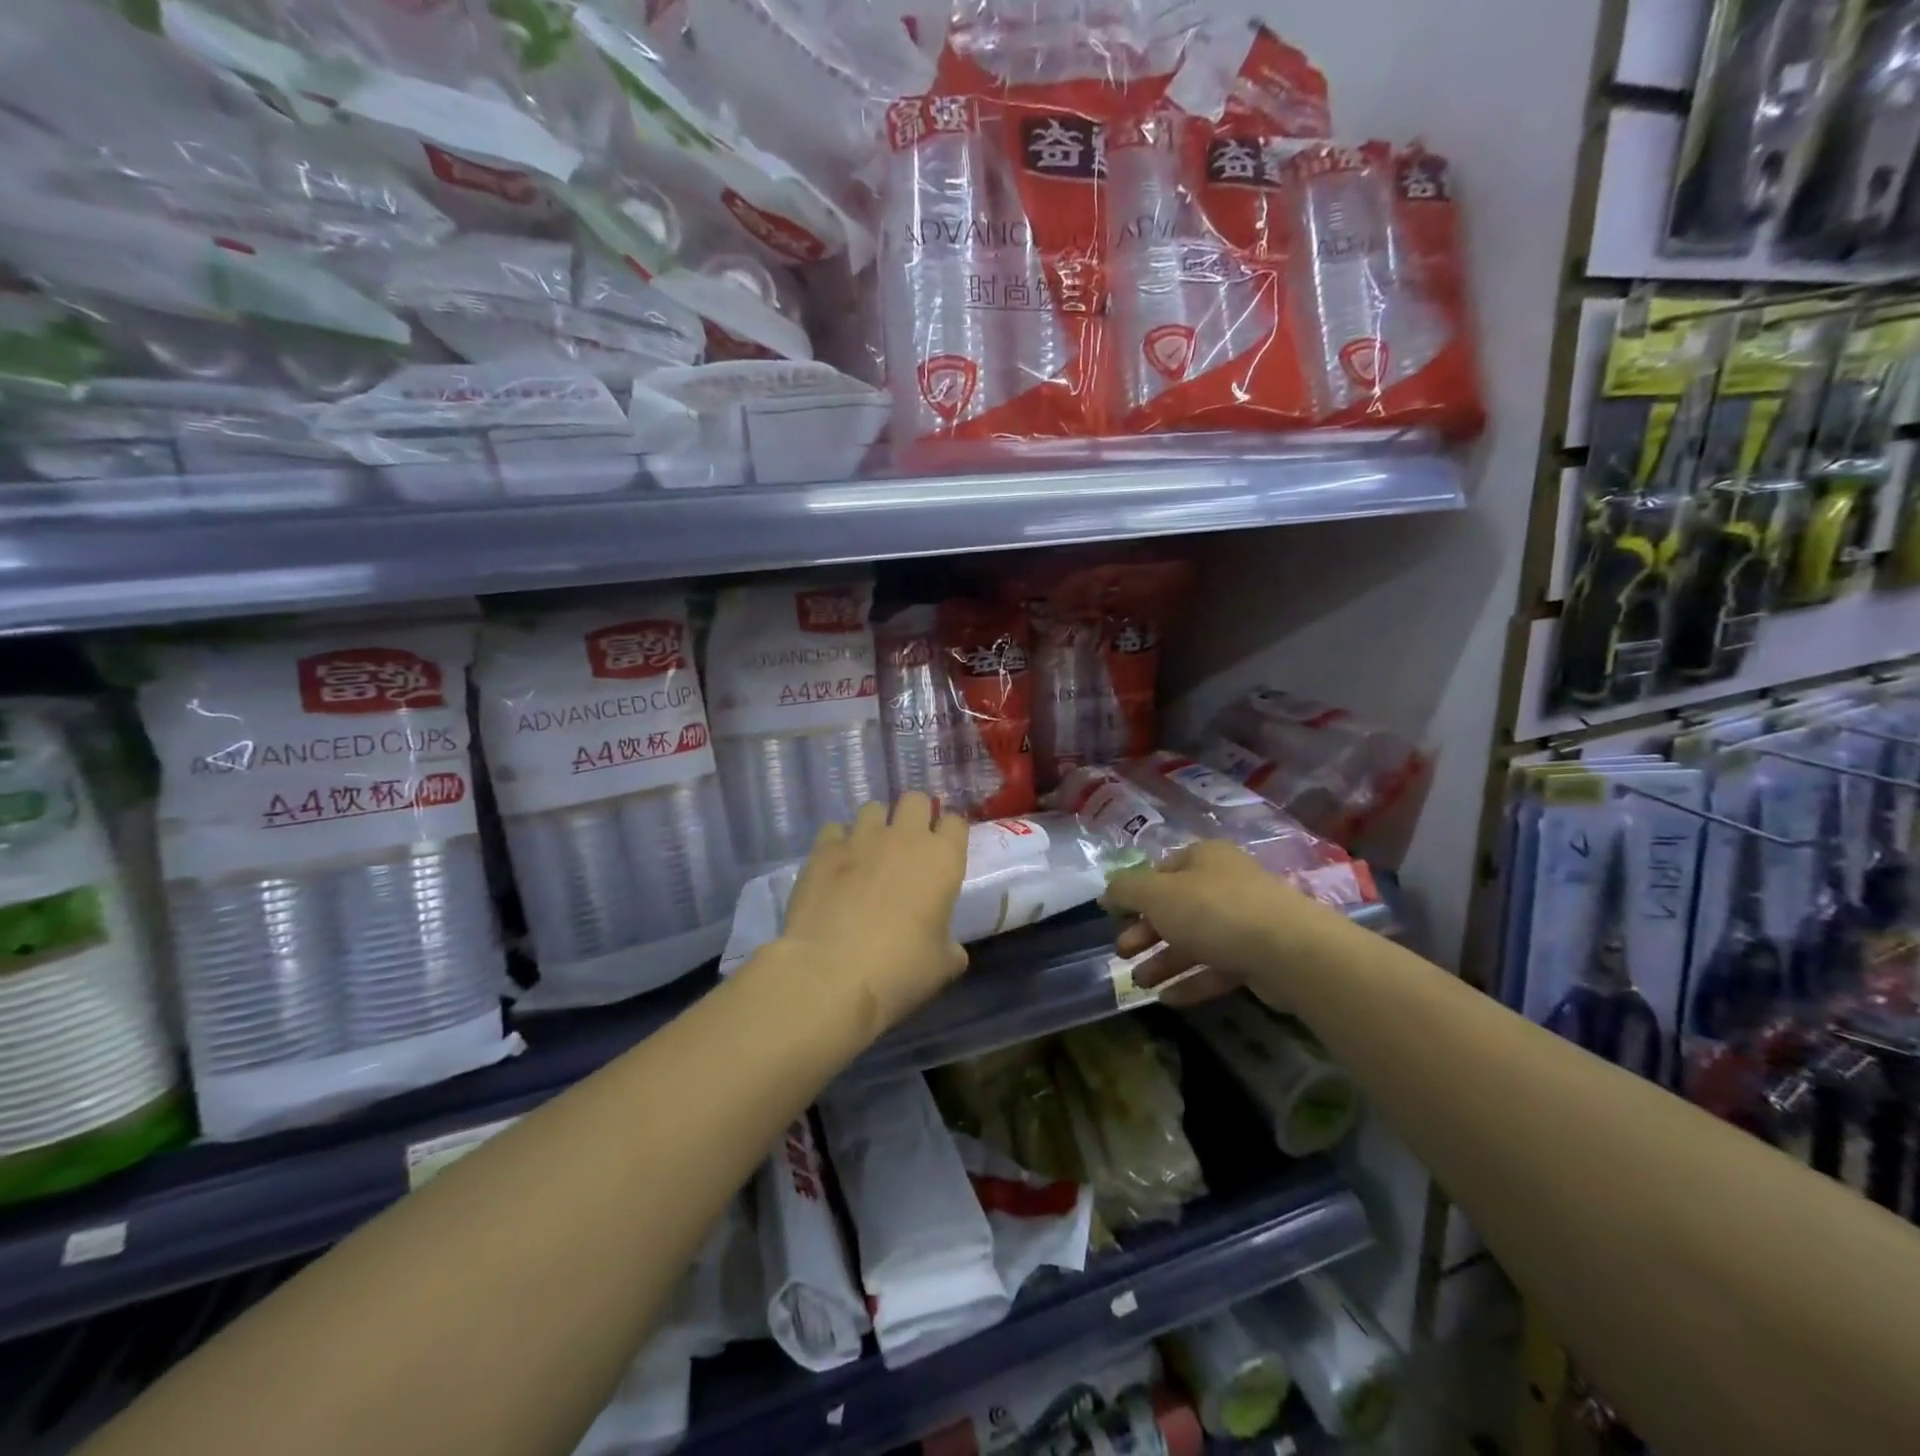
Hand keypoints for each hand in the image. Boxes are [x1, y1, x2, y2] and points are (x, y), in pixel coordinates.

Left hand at [776, 792, 969, 1039]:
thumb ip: (950, 945)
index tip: (944, 850)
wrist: (830, 974)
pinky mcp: (824, 849)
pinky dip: (838, 842)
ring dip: (876, 825)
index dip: (950, 833)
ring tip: (869, 852)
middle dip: (915, 815)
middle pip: (915, 800)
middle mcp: (905, 837)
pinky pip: (835, 829)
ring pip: (873, 808)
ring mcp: (861, 838)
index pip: (956, 822)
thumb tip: (947, 946)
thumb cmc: (900, 970)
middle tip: (908, 845)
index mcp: (943, 859)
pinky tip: (835, 866)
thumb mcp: (942, 965)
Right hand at [1102, 839, 1333, 1010]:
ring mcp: (1246, 921)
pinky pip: (1217, 967)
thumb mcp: (1156, 894)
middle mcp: (1226, 883)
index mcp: (1204, 858)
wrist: (1289, 951)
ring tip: (1139, 983)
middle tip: (1122, 952)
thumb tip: (1106, 892)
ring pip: (1196, 940)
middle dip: (1145, 932)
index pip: (1161, 870)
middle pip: (1176, 907)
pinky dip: (1192, 980)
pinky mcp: (1259, 957)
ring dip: (1164, 960)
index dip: (1135, 893)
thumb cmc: (1214, 910)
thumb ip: (1125, 891)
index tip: (1114, 916)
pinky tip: (1167, 999)